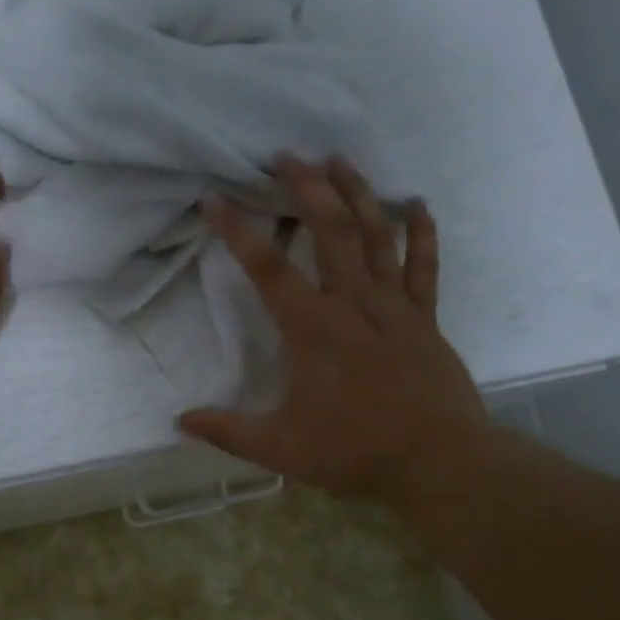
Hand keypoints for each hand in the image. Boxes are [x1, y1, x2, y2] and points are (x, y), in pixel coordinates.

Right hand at [178, 155, 491, 508]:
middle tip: (286, 156)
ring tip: (339, 159)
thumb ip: (228, 432)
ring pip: (376, 235)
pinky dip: (422, 232)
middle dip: (306, 188)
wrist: (439, 463)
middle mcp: (353, 304)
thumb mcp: (280, 449)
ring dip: (357, 194)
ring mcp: (395, 306)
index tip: (214, 199)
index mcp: (312, 329)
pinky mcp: (426, 318)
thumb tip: (180, 421)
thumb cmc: (355, 452)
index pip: (266, 268)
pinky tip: (416, 204)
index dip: (236, 229)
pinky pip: (424, 266)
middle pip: (329, 230)